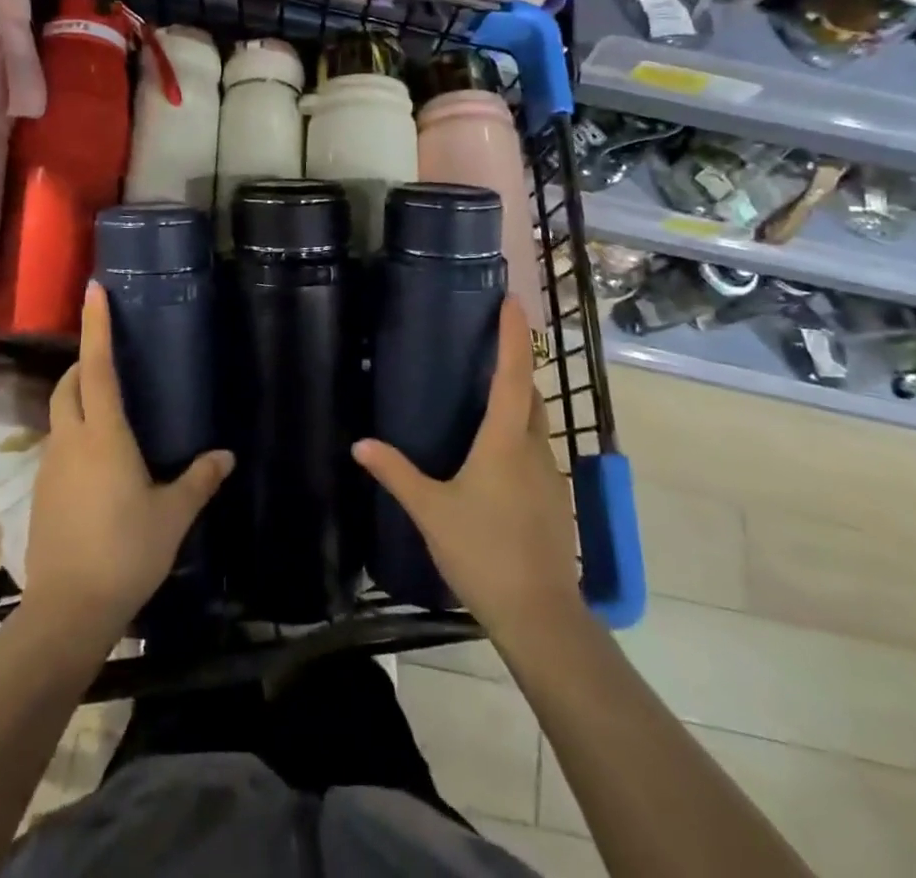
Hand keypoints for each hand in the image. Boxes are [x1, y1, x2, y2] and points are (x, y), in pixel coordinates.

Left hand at [19, 283, 233, 644]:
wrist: (68, 610)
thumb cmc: (127, 551)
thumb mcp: (173, 515)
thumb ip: (199, 480)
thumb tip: (226, 455)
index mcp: (104, 435)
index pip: (97, 367)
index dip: (95, 326)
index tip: (93, 291)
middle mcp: (71, 440)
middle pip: (68, 385)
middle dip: (83, 363)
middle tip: (109, 359)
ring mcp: (50, 466)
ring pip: (60, 415)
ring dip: (78, 400)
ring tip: (109, 411)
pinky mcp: (41, 492)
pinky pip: (58, 446)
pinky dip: (75, 435)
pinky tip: (99, 463)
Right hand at [353, 300, 580, 631]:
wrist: (539, 614)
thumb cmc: (483, 551)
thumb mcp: (430, 511)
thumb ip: (396, 473)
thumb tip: (360, 444)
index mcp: (504, 440)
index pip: (513, 373)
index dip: (514, 335)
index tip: (513, 301)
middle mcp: (533, 447)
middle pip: (530, 394)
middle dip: (515, 367)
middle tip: (487, 351)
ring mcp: (549, 475)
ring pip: (535, 425)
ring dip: (517, 405)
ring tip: (483, 403)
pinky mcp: (555, 501)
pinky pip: (536, 453)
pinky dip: (518, 439)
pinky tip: (494, 462)